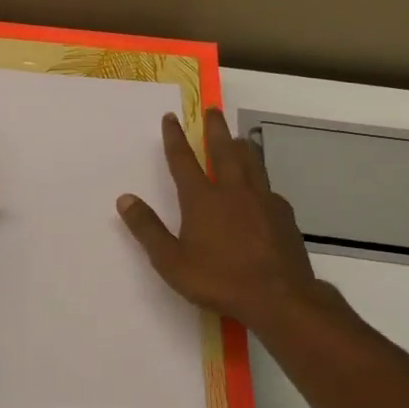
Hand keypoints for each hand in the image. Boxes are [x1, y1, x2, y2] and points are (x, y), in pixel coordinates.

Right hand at [118, 108, 346, 332]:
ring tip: (239, 137)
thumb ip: (148, 229)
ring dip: (242, 147)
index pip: (183, 161)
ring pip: (252, 163)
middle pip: (224, 151)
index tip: (171, 118)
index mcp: (202, 199)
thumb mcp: (171, 261)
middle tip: (213, 110)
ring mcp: (263, 201)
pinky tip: (263, 190)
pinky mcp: (283, 215)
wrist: (279, 298)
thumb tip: (125, 199)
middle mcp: (233, 191)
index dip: (174, 138)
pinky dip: (261, 181)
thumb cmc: (219, 279)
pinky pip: (269, 189)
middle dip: (215, 128)